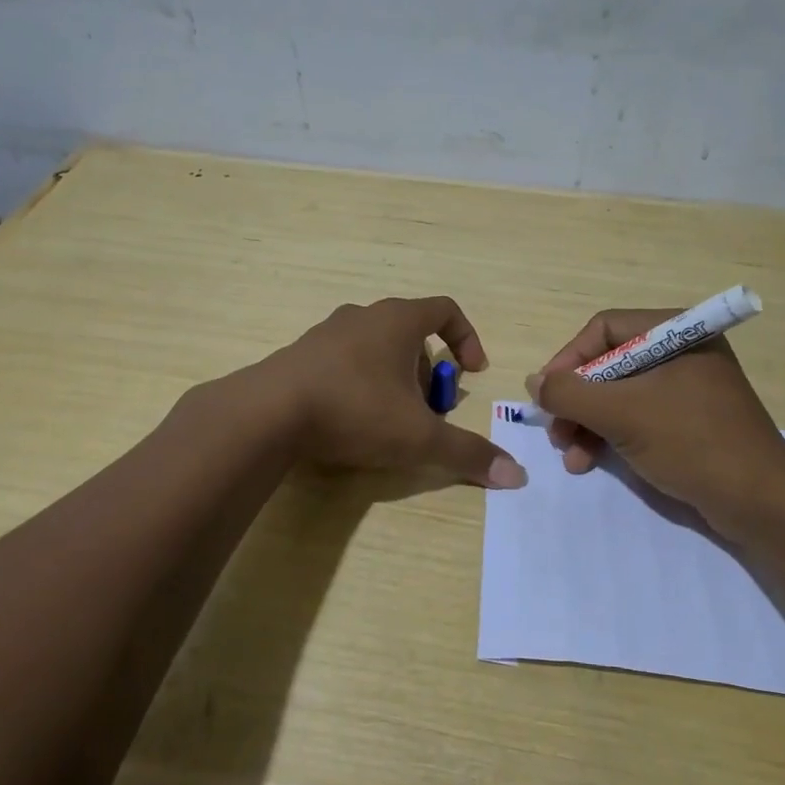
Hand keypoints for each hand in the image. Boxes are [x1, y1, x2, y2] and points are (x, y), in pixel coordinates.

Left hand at [261, 296, 527, 488]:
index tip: (473, 372)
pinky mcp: (300, 355)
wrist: (268, 413)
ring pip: (375, 347)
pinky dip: (359, 383)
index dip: (467, 338)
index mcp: (397, 320)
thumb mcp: (419, 437)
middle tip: (427, 409)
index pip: (445, 310)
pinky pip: (343, 361)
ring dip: (393, 377)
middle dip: (427, 371)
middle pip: (410, 333)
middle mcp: (362, 316)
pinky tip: (350, 420)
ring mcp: (326, 333)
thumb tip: (516, 475)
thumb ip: (468, 454)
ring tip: (389, 418)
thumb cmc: (355, 411)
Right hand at [526, 309, 784, 530]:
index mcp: (675, 333)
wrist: (761, 504)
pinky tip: (590, 461)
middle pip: (607, 364)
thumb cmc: (692, 443)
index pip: (603, 330)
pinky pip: (636, 417)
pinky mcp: (688, 421)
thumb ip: (570, 393)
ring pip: (618, 395)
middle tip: (556, 432)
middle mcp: (680, 352)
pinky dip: (609, 436)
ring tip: (570, 456)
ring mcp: (686, 388)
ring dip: (586, 423)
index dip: (568, 360)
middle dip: (576, 401)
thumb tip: (533, 382)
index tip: (546, 396)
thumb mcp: (622, 414)